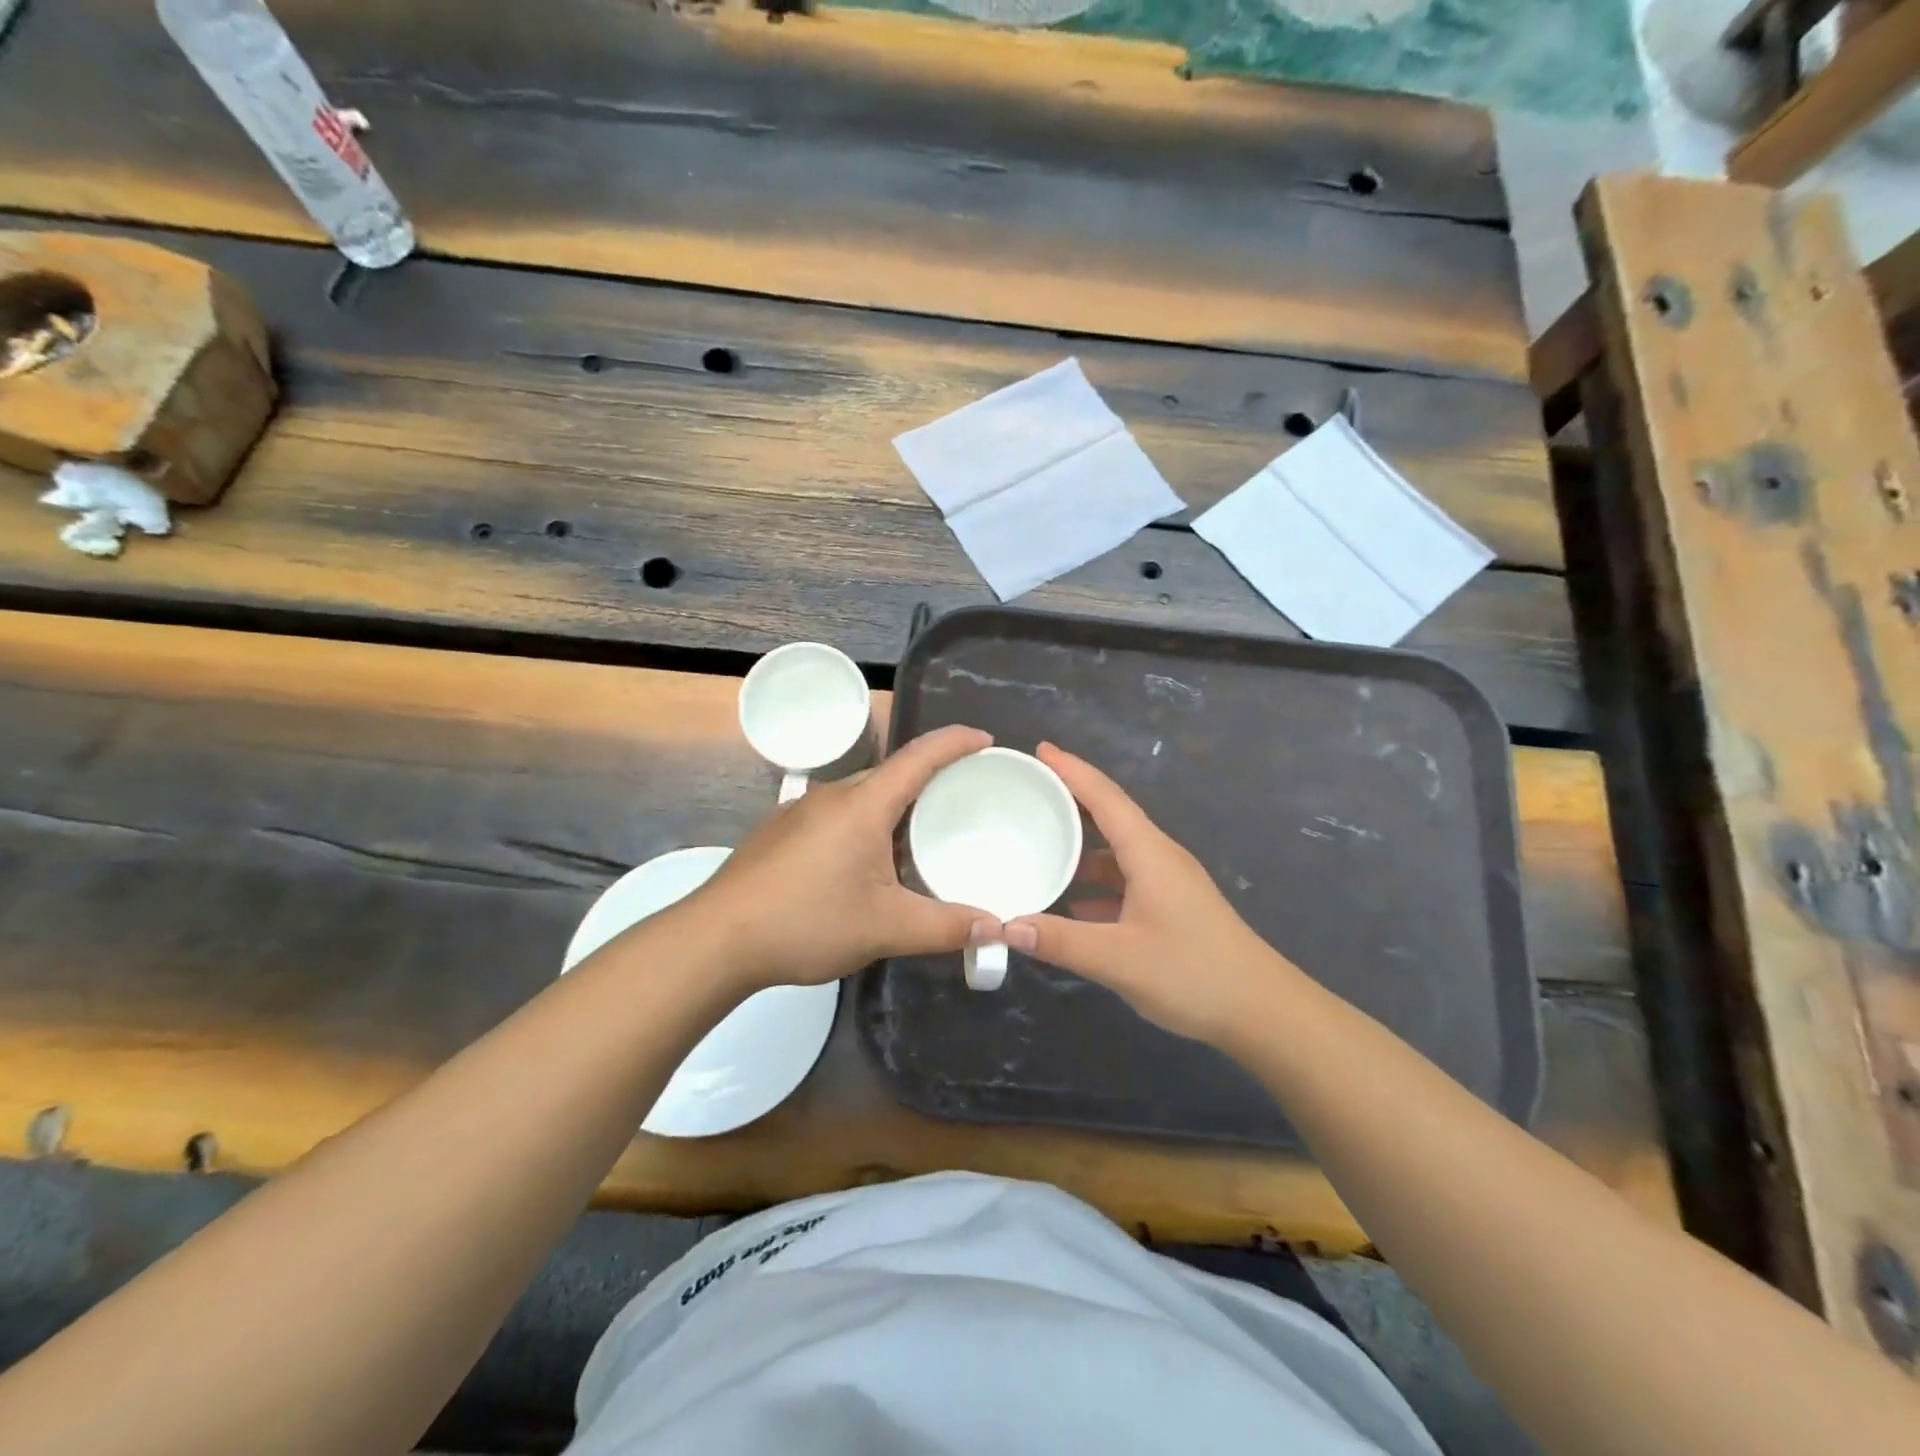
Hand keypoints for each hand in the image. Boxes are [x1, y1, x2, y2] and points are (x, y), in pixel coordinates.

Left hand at [695, 725, 1000, 989]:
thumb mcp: (885, 928)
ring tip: (920, 834)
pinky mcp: (781, 831)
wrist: (716, 939)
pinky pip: (838, 815)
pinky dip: (866, 824)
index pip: (920, 755)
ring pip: (862, 796)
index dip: (957, 742)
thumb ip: (945, 927)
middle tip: (963, 799)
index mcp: (863, 804)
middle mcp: (833, 795)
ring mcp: (801, 811)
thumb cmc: (806, 922)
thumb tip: (996, 928)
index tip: (987, 741)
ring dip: (895, 807)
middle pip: (892, 774)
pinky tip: (865, 863)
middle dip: (930, 779)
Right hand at [1004, 743, 1298, 1045]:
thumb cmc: (1192, 973)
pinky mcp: (1172, 907)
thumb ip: (1060, 941)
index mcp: (1149, 852)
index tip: (1040, 749)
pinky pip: (1125, 879)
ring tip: (1040, 841)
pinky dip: (1096, 881)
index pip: (1104, 797)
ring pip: (1117, 850)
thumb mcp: (1117, 959)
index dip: (1071, 770)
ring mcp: (1169, 883)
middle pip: (1111, 815)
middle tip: (1030, 790)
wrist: (1262, 1011)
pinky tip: (1071, 901)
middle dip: (1071, 799)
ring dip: (1082, 843)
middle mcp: (1159, 857)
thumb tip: (1005, 925)